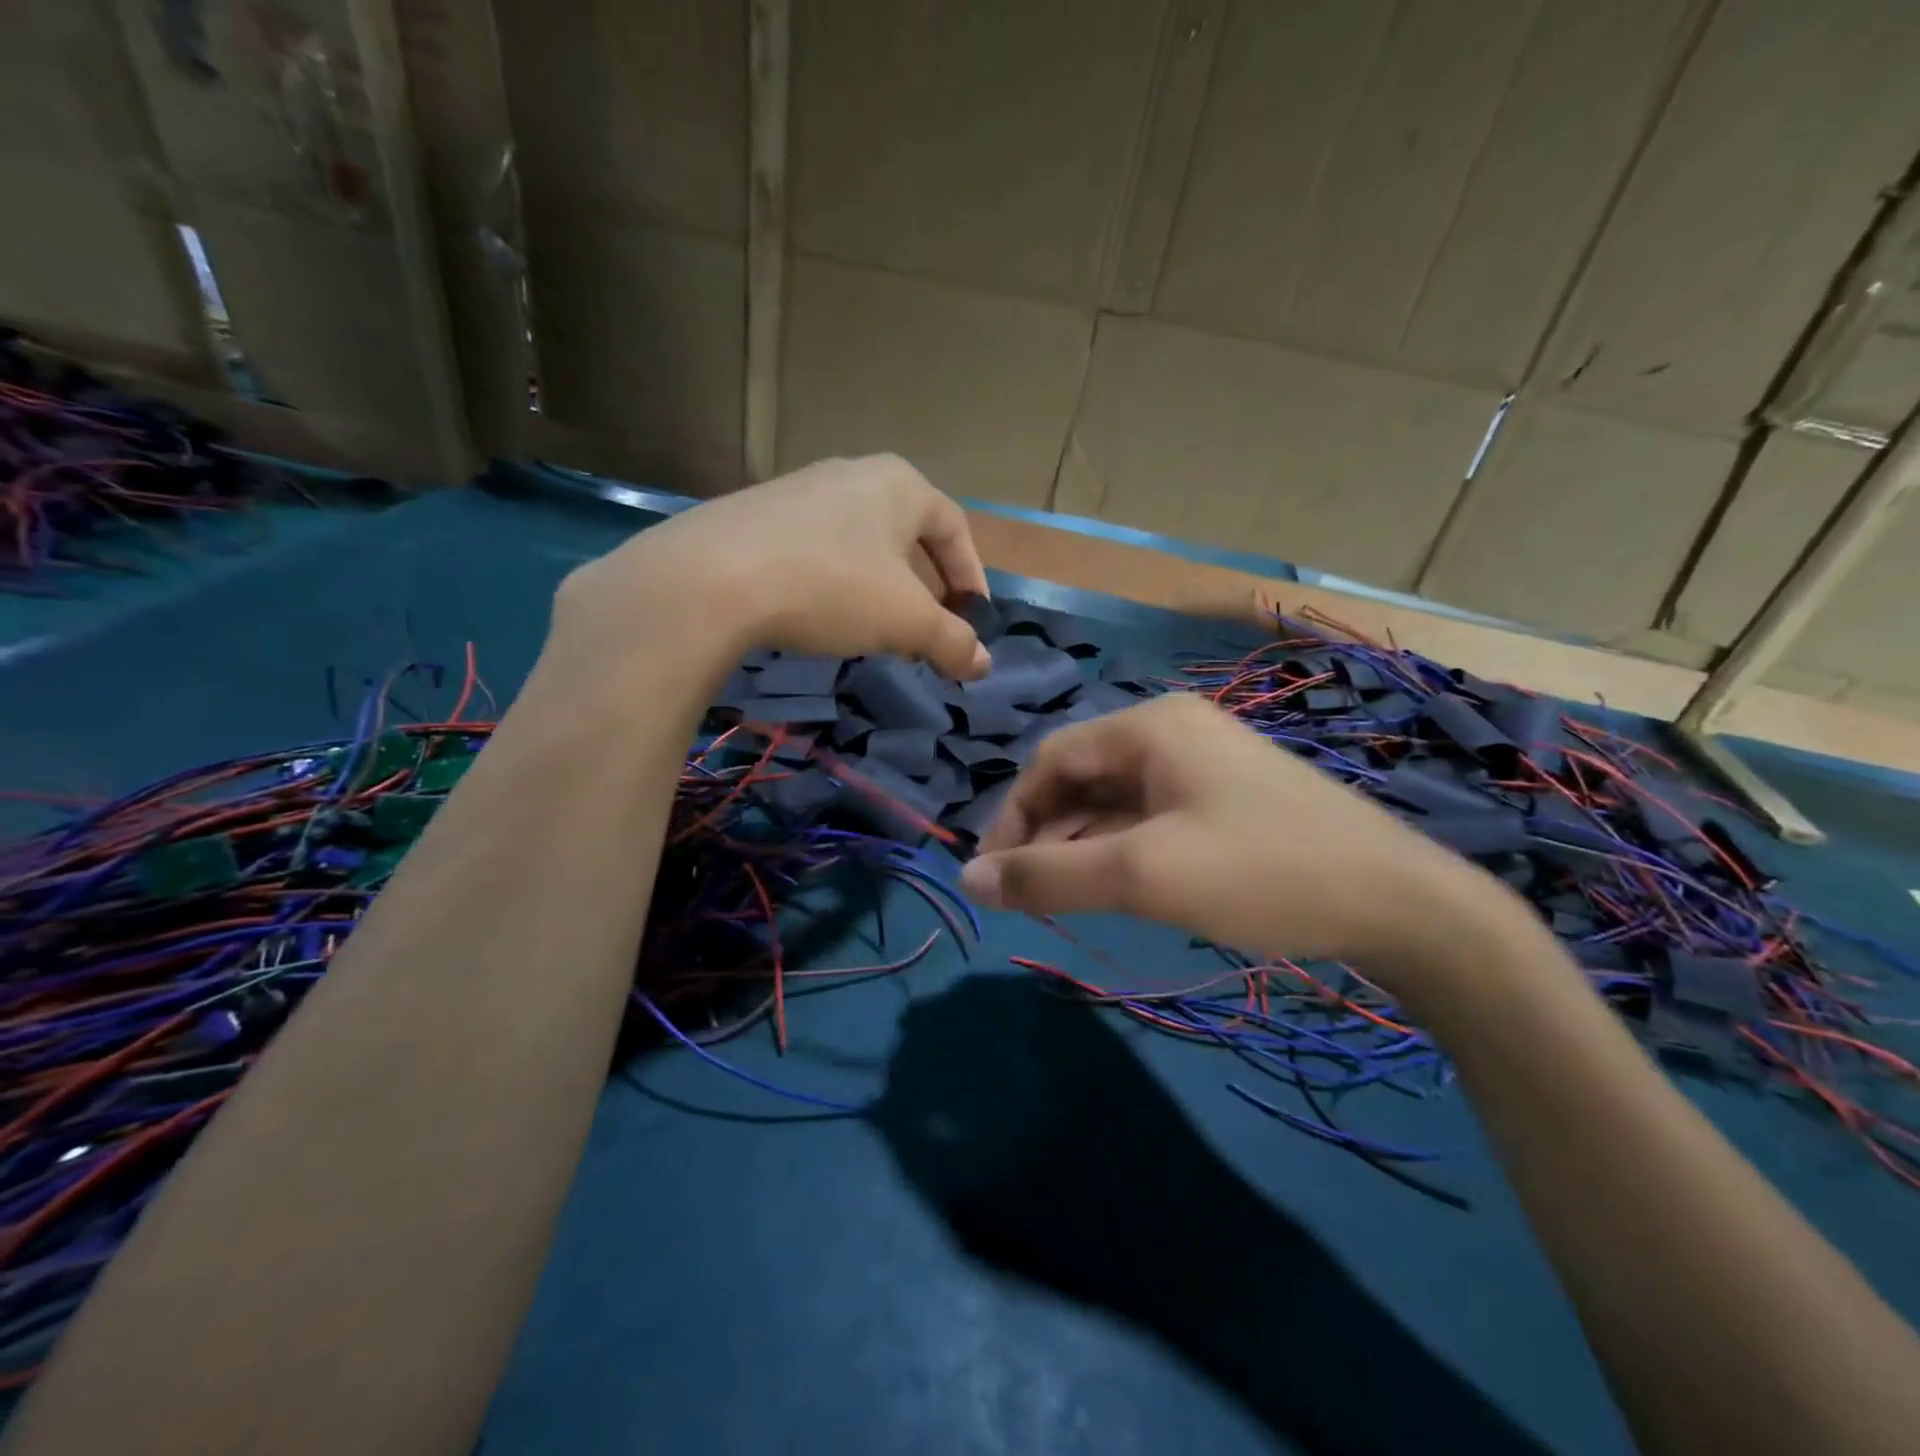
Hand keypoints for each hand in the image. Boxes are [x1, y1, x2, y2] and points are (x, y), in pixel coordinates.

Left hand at [551, 454, 992, 679]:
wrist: (713, 577)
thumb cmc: (833, 586)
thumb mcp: (906, 621)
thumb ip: (952, 641)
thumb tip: (982, 664)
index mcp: (900, 484)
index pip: (954, 528)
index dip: (972, 576)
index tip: (973, 618)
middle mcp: (853, 474)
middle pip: (907, 534)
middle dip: (925, 585)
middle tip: (929, 628)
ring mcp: (801, 490)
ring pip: (861, 542)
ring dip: (880, 587)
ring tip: (880, 628)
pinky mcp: (757, 514)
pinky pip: (818, 549)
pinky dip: (836, 583)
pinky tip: (823, 615)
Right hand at [959, 693, 1517, 986]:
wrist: (1400, 902)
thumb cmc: (1263, 871)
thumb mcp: (1145, 874)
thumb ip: (1050, 876)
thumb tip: (970, 881)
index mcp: (1149, 726)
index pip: (1051, 760)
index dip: (1012, 816)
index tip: (994, 876)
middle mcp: (1171, 732)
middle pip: (1081, 778)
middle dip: (1047, 834)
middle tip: (1032, 896)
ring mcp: (1203, 766)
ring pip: (1115, 802)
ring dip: (1083, 846)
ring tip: (1068, 899)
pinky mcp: (1225, 800)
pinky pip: (1150, 818)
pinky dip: (1122, 850)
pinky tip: (1120, 889)